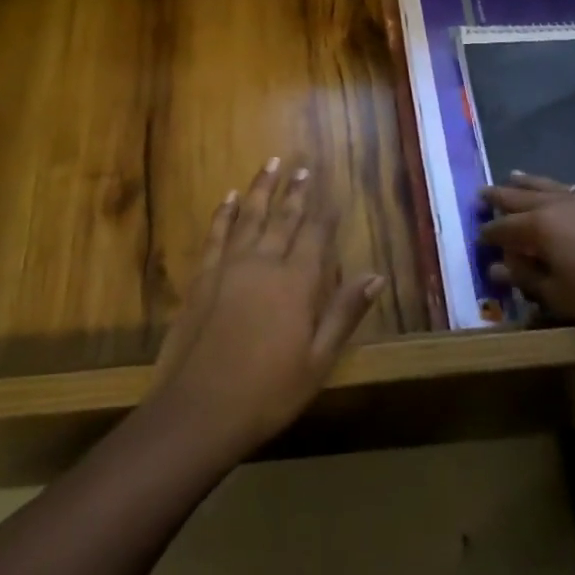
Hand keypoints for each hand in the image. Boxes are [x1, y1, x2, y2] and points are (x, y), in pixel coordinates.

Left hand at [152, 158, 383, 457]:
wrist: (199, 411)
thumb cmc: (268, 392)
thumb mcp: (318, 360)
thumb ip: (343, 313)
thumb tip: (375, 276)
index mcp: (296, 283)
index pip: (316, 235)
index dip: (326, 212)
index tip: (333, 190)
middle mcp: (264, 263)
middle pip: (283, 218)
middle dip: (296, 192)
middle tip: (303, 168)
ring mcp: (229, 267)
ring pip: (249, 216)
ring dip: (261, 188)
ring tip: (271, 163)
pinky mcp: (202, 277)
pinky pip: (215, 234)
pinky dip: (223, 213)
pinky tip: (228, 198)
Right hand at [478, 172, 574, 342]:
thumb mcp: (559, 297)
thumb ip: (526, 278)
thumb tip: (497, 268)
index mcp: (540, 227)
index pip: (504, 228)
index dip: (488, 233)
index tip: (478, 236)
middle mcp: (559, 204)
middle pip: (521, 196)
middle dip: (499, 197)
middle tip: (481, 193)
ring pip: (548, 185)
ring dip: (527, 183)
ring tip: (512, 176)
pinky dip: (559, 190)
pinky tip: (563, 194)